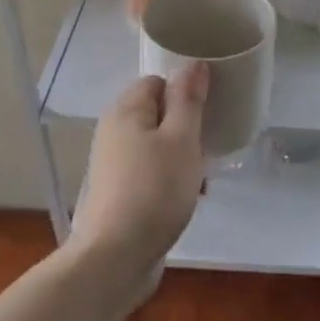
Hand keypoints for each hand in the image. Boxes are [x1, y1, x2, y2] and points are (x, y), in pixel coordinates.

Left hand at [67, 66, 207, 292]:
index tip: (207, 112)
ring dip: (180, 158)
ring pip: (155, 146)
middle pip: (157, 114)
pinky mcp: (117, 192)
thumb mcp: (181, 139)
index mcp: (126, 109)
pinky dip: (168, 180)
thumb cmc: (154, 190)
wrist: (115, 258)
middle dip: (185, 128)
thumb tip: (193, 62)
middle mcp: (113, 130)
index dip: (184, 93)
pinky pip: (149, 172)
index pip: (158, 82)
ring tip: (200, 178)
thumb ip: (188, 99)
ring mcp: (112, 163)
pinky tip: (185, 200)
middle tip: (206, 147)